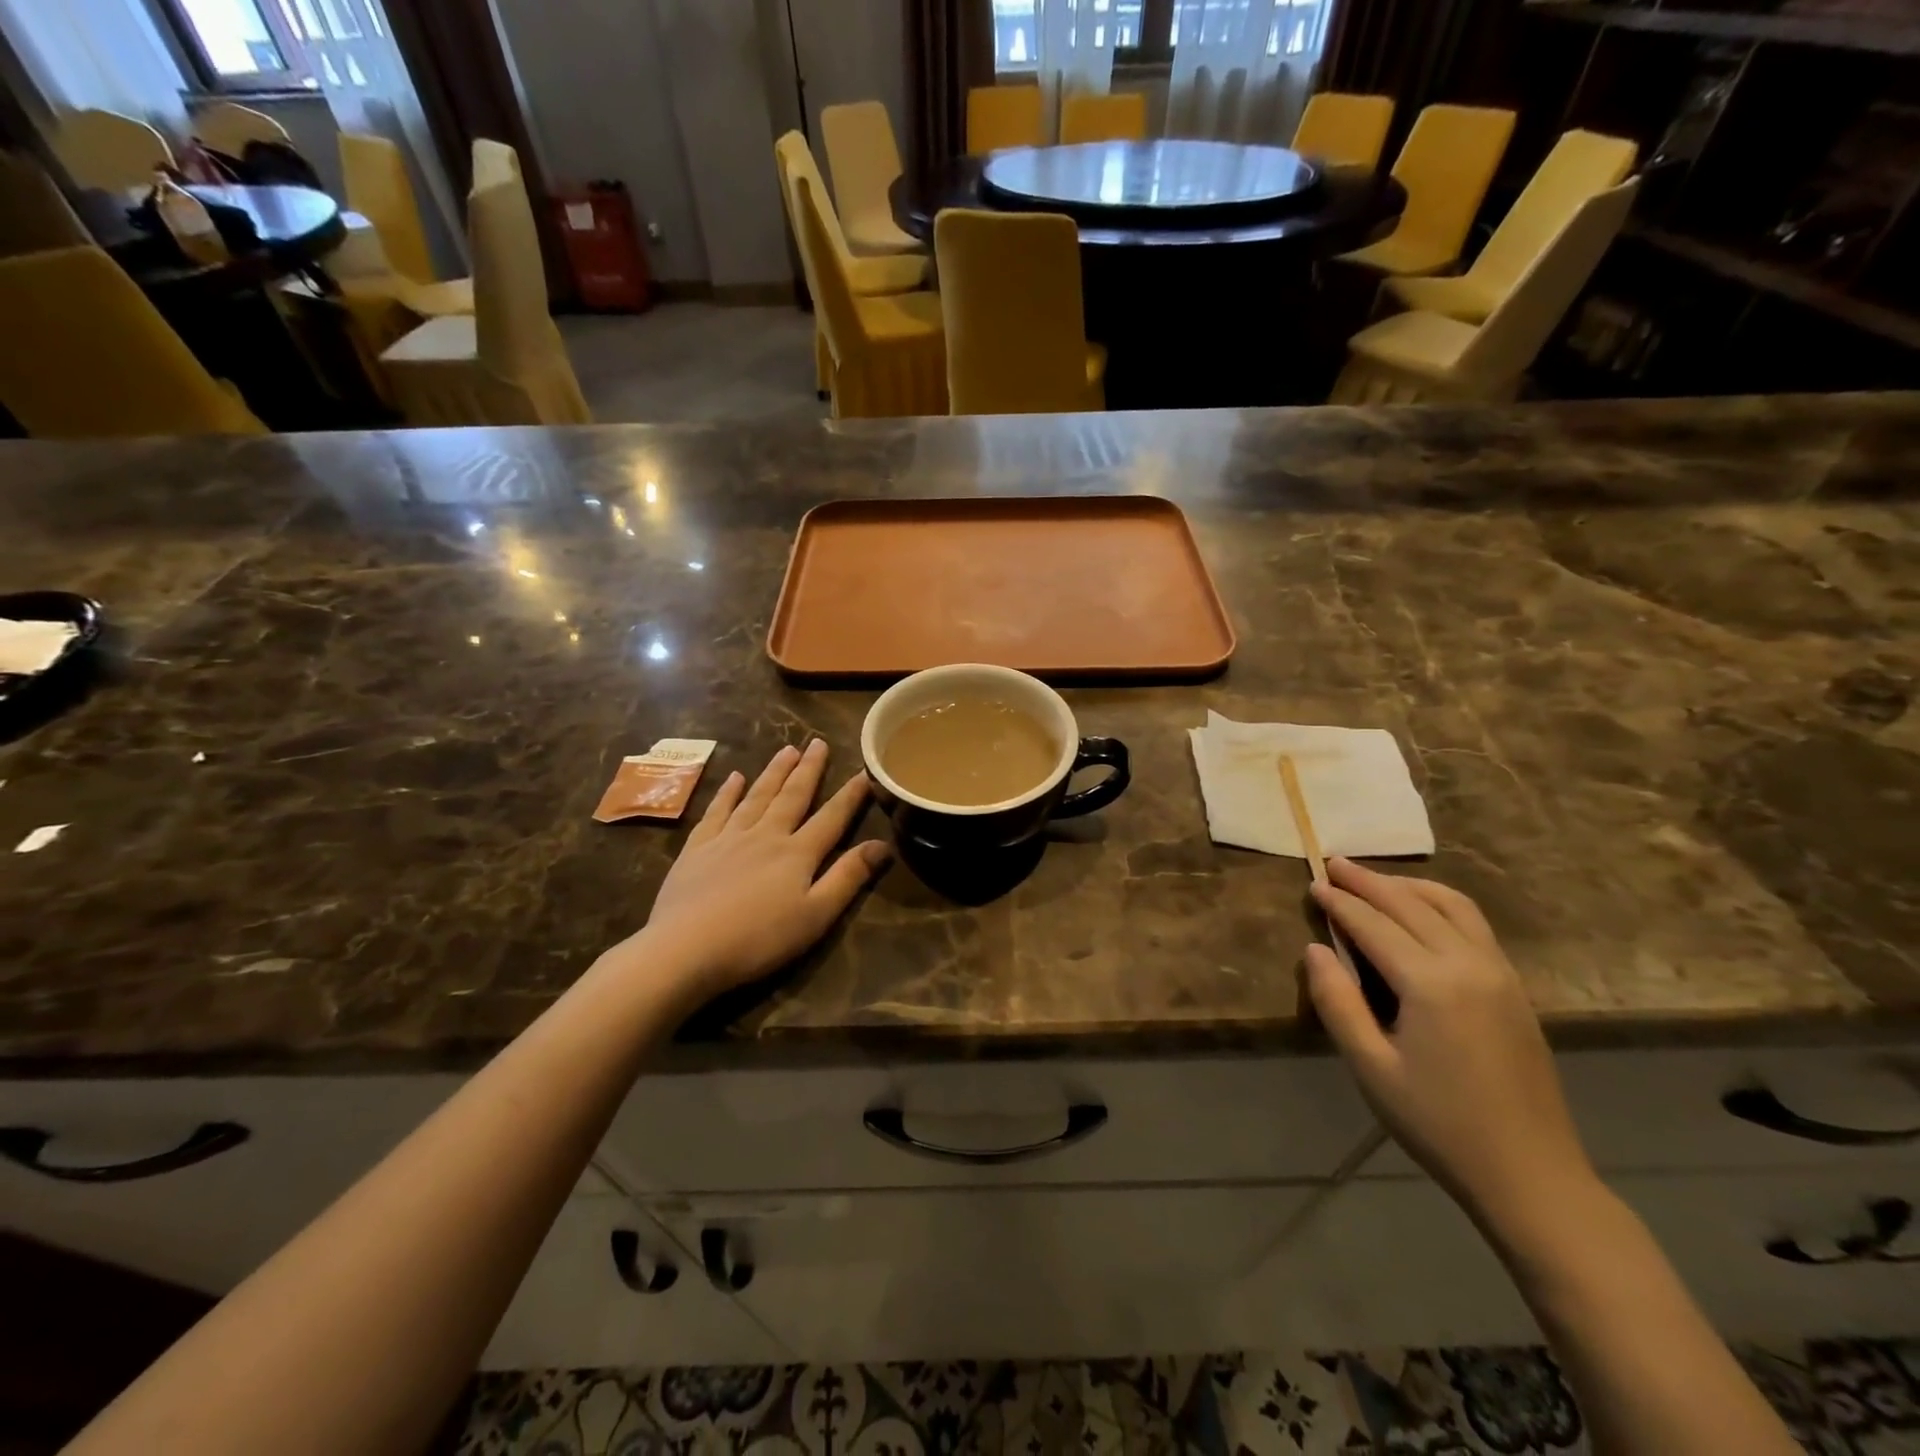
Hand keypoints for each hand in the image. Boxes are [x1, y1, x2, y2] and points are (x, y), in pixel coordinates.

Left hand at [632, 740, 891, 1003]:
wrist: (685, 948)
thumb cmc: (759, 939)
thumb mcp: (816, 915)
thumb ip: (848, 877)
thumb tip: (882, 844)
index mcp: (798, 853)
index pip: (832, 817)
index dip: (850, 794)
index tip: (865, 770)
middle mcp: (766, 835)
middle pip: (792, 796)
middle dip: (808, 769)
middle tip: (818, 742)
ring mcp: (728, 838)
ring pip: (757, 796)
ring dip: (774, 772)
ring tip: (787, 750)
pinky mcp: (697, 848)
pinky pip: (716, 811)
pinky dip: (727, 793)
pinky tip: (734, 778)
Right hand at [1304, 858, 1596, 1223]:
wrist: (1532, 1175)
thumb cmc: (1439, 1124)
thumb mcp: (1372, 1068)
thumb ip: (1338, 1002)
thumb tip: (1315, 949)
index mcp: (1431, 984)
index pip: (1374, 925)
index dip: (1340, 902)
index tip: (1313, 882)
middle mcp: (1469, 964)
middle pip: (1411, 905)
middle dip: (1368, 881)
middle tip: (1334, 862)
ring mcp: (1499, 973)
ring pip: (1451, 905)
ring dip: (1407, 886)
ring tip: (1373, 879)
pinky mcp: (1514, 987)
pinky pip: (1474, 924)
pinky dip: (1440, 903)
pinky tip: (1421, 909)